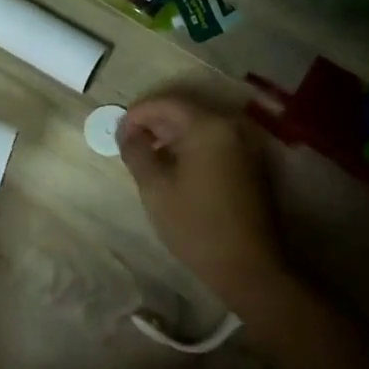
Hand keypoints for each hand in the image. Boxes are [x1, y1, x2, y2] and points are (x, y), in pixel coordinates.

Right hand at [117, 93, 288, 309]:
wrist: (248, 265)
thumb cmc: (196, 225)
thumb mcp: (155, 188)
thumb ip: (136, 152)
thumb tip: (125, 131)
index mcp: (208, 127)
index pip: (166, 103)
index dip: (137, 113)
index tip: (117, 132)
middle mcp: (231, 126)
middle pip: (185, 110)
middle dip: (154, 123)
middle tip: (128, 144)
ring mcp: (245, 144)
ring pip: (200, 126)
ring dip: (171, 135)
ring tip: (147, 157)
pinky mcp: (251, 163)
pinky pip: (214, 142)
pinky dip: (191, 146)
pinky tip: (174, 167)